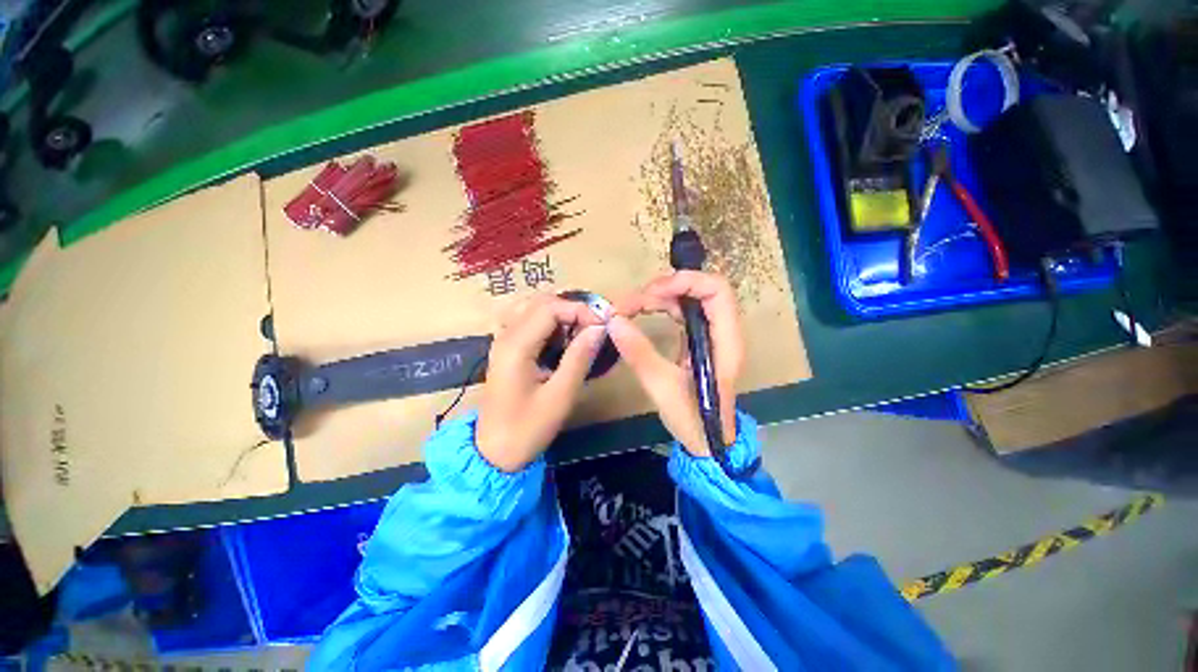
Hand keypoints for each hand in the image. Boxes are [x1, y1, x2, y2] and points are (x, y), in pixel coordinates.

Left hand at [476, 294, 607, 471]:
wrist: (493, 454)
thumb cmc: (527, 429)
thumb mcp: (560, 396)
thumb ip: (579, 358)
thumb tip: (599, 328)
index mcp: (516, 345)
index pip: (549, 308)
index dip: (579, 310)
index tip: (602, 326)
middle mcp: (505, 335)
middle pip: (539, 302)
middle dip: (570, 308)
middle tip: (593, 327)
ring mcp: (502, 341)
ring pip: (531, 307)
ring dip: (559, 313)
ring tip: (579, 331)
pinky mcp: (505, 349)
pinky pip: (526, 320)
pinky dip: (547, 321)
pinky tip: (561, 338)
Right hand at [609, 271, 743, 455]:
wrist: (708, 443)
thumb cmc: (694, 420)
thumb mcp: (662, 387)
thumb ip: (639, 353)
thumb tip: (613, 321)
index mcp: (725, 341)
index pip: (717, 291)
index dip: (686, 281)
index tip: (651, 292)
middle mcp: (722, 331)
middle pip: (701, 290)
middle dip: (666, 288)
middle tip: (633, 301)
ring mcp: (711, 334)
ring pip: (689, 299)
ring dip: (661, 296)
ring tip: (631, 306)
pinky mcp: (698, 340)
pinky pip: (683, 312)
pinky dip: (663, 307)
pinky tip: (644, 312)